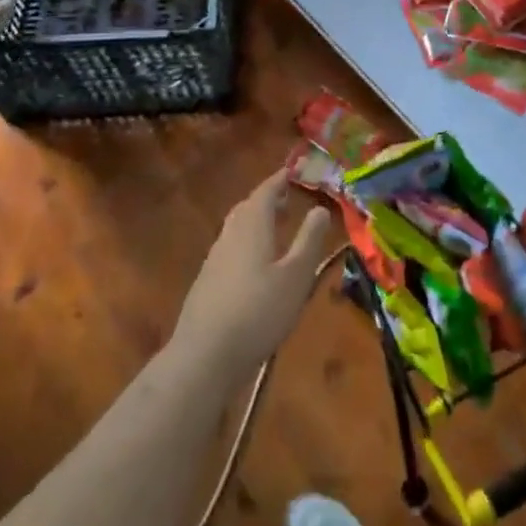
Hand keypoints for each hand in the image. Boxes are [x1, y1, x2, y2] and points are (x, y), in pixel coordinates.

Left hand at [172, 171, 335, 382]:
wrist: (205, 354)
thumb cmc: (258, 311)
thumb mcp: (296, 276)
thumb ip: (309, 240)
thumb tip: (320, 209)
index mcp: (251, 226)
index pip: (265, 191)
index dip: (280, 179)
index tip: (294, 171)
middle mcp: (229, 234)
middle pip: (248, 207)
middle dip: (267, 200)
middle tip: (287, 199)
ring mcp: (214, 258)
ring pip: (237, 228)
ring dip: (257, 222)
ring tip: (277, 229)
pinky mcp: (207, 282)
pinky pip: (231, 248)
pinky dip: (248, 243)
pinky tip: (257, 266)